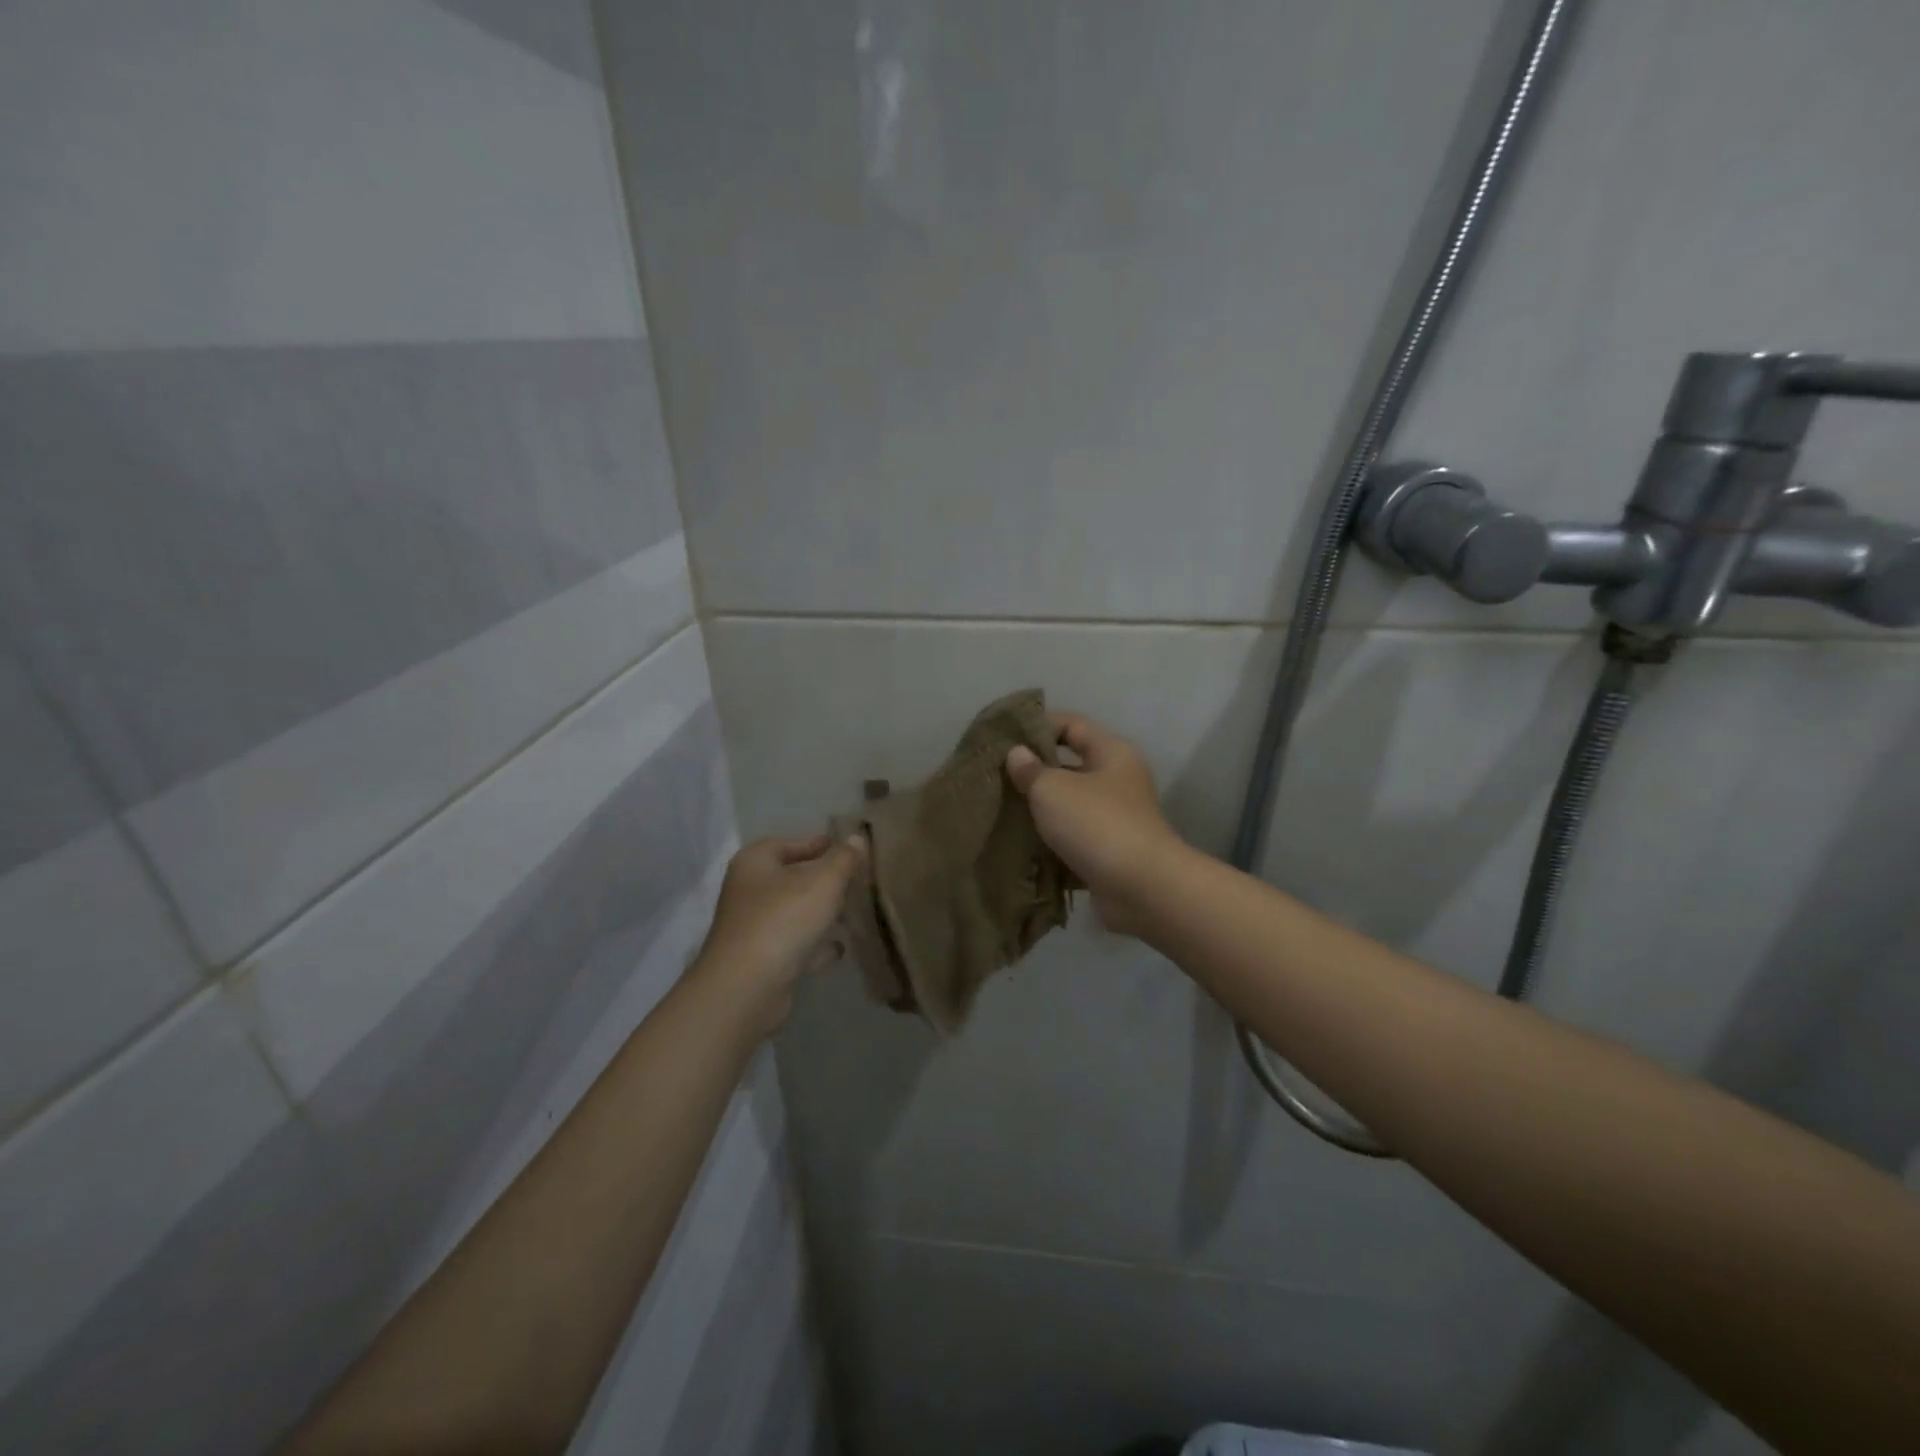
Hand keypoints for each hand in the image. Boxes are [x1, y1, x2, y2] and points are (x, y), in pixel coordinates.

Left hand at [692, 834, 866, 1034]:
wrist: (747, 988)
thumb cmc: (784, 919)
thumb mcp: (824, 882)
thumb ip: (844, 859)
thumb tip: (857, 838)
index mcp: (756, 862)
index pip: (791, 843)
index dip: (820, 844)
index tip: (849, 849)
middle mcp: (749, 891)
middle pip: (793, 878)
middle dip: (825, 881)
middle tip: (858, 882)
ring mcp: (753, 927)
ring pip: (795, 912)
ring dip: (822, 914)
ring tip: (855, 913)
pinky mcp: (761, 960)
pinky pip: (794, 944)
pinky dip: (815, 945)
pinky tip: (840, 948)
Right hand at [1005, 713, 1184, 935]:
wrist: (1141, 888)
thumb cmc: (1096, 824)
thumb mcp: (1053, 789)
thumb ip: (1030, 769)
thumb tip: (1018, 754)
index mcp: (1111, 753)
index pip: (1072, 725)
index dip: (1038, 726)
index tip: (1004, 739)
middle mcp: (1117, 781)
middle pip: (1070, 766)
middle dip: (1034, 772)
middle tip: (996, 778)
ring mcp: (1116, 818)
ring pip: (1069, 805)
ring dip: (1040, 810)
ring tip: (1001, 812)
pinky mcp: (1109, 852)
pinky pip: (1073, 838)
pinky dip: (1050, 841)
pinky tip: (1020, 844)